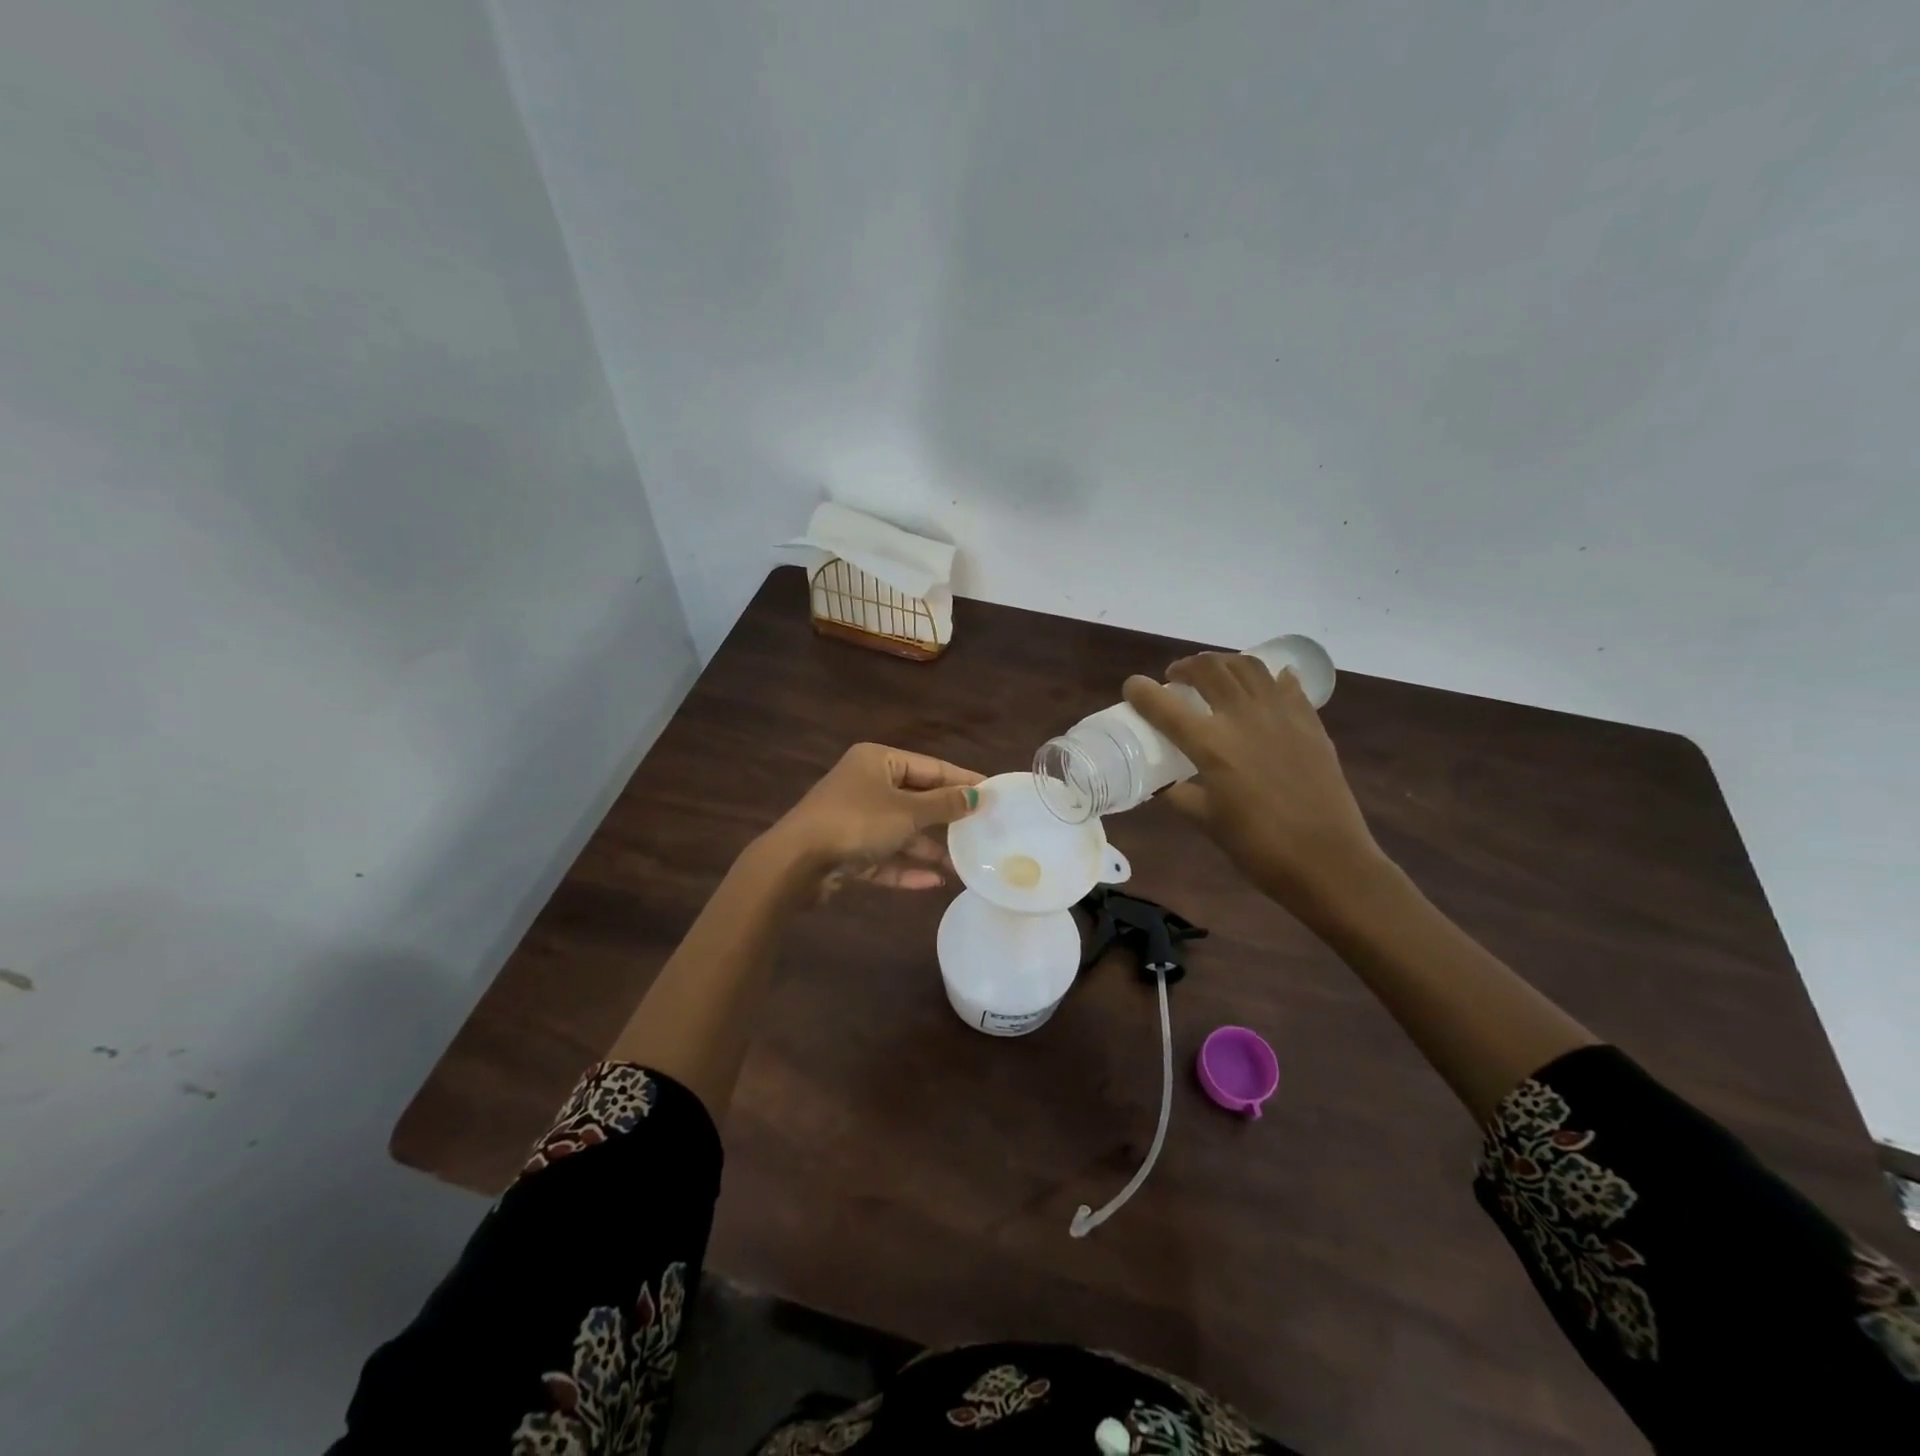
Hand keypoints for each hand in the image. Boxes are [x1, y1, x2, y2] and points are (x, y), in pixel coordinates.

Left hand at [763, 742, 982, 893]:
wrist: (797, 863)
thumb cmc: (857, 823)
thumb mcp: (908, 812)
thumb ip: (945, 805)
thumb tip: (978, 796)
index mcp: (878, 761)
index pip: (930, 767)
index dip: (962, 781)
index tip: (993, 795)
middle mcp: (866, 785)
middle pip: (917, 799)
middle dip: (947, 819)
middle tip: (983, 830)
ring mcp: (855, 819)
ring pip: (901, 831)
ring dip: (929, 849)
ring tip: (964, 865)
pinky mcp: (847, 850)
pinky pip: (884, 856)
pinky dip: (906, 867)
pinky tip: (934, 883)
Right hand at [1123, 654, 1385, 916]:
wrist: (1327, 861)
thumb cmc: (1258, 847)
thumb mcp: (1205, 821)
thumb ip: (1178, 794)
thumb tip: (1160, 782)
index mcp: (1211, 745)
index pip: (1164, 706)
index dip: (1141, 692)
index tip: (1132, 687)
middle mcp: (1243, 717)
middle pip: (1209, 669)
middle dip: (1186, 667)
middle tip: (1176, 679)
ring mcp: (1281, 715)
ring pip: (1248, 666)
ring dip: (1224, 663)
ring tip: (1215, 676)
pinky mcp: (1310, 722)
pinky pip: (1286, 685)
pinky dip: (1269, 678)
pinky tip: (1264, 686)